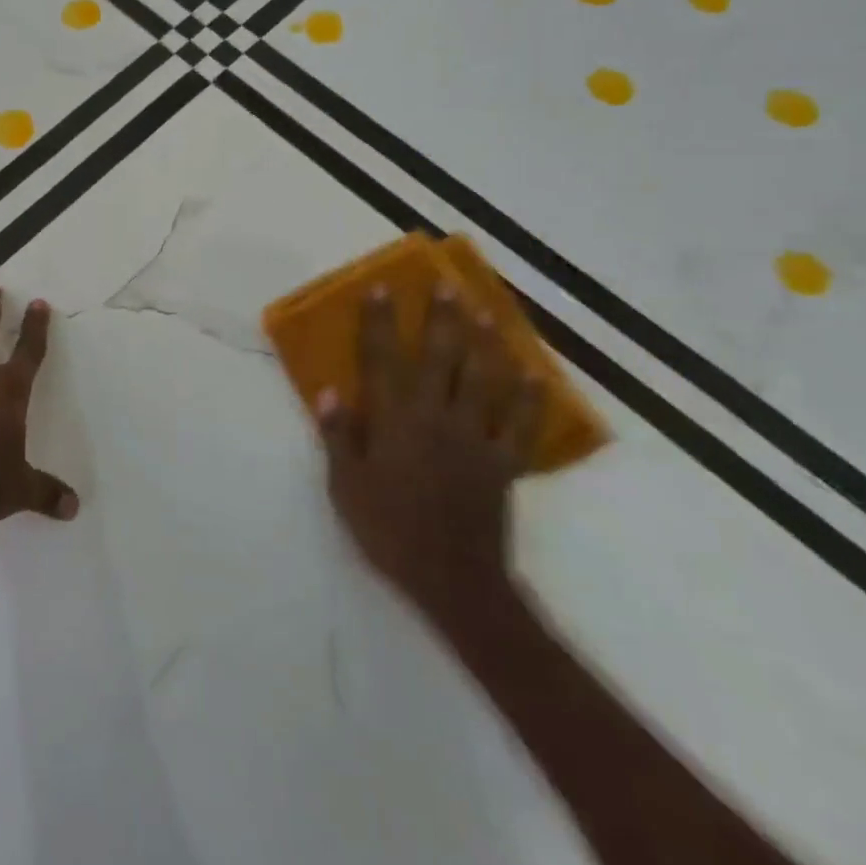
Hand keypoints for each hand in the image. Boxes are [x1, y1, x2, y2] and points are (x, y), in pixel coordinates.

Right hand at [314, 285, 542, 639]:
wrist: (452, 577)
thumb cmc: (388, 530)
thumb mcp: (345, 486)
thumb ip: (338, 436)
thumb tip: (330, 391)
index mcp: (395, 421)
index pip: (383, 360)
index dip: (380, 322)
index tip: (381, 288)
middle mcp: (436, 418)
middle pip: (440, 358)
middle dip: (442, 320)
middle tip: (447, 286)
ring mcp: (475, 438)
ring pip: (483, 380)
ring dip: (485, 344)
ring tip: (487, 312)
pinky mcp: (502, 462)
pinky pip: (520, 425)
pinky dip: (529, 399)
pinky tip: (535, 375)